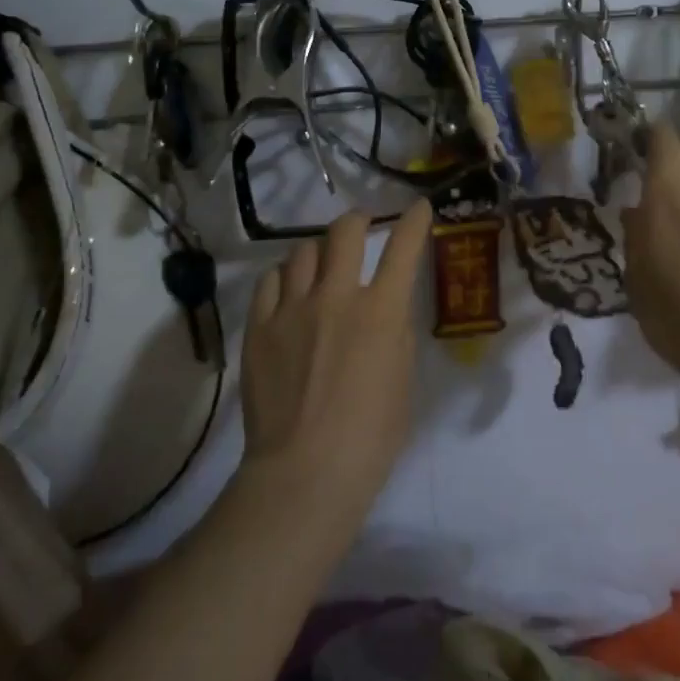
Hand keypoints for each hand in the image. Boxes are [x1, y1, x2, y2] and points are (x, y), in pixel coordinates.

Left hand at [240, 202, 431, 514]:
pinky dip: (283, 278)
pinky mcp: (260, 327)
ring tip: (320, 263)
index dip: (415, 221)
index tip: (420, 207)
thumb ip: (396, 334)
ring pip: (302, 251)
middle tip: (360, 227)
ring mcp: (293, 309)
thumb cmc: (370, 438)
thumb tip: (387, 309)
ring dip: (318, 251)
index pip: (403, 248)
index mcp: (381, 312)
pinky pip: (270, 281)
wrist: (304, 473)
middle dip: (357, 220)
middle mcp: (336, 297)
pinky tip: (288, 290)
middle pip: (344, 231)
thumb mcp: (403, 382)